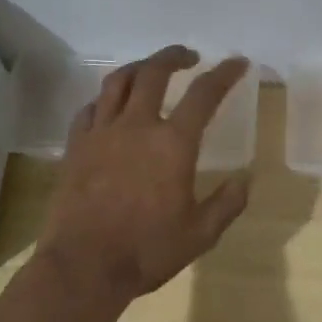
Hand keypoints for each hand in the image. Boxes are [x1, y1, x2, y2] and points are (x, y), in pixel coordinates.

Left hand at [37, 47, 252, 305]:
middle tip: (188, 56)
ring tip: (150, 68)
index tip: (237, 62)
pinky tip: (110, 105)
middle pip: (155, 72)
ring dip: (139, 67)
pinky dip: (105, 99)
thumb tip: (245, 179)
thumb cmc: (147, 250)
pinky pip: (90, 109)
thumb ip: (227, 203)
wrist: (83, 265)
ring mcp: (102, 133)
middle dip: (174, 56)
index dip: (224, 74)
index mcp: (173, 143)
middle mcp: (137, 126)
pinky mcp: (76, 146)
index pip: (204, 94)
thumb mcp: (200, 234)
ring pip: (118, 81)